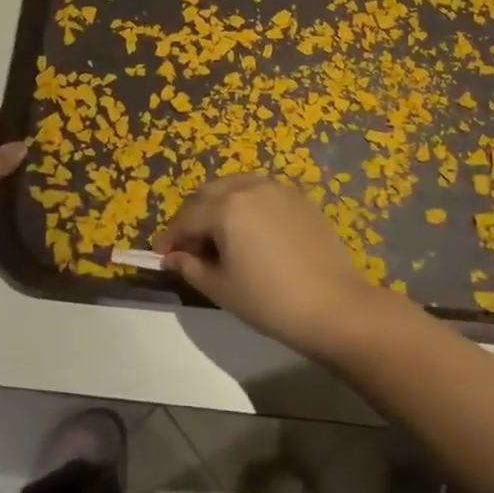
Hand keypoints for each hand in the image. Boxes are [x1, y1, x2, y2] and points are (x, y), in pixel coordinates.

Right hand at [152, 175, 386, 357]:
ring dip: (217, 206)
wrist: (334, 306)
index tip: (160, 256)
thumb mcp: (221, 288)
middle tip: (187, 246)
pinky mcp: (298, 197)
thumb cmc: (270, 301)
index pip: (186, 218)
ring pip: (234, 187)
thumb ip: (190, 267)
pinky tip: (249, 232)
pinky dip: (245, 205)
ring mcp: (276, 188)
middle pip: (207, 194)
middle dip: (191, 217)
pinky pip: (260, 192)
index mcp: (225, 207)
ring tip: (217, 236)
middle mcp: (248, 187)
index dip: (169, 238)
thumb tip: (172, 257)